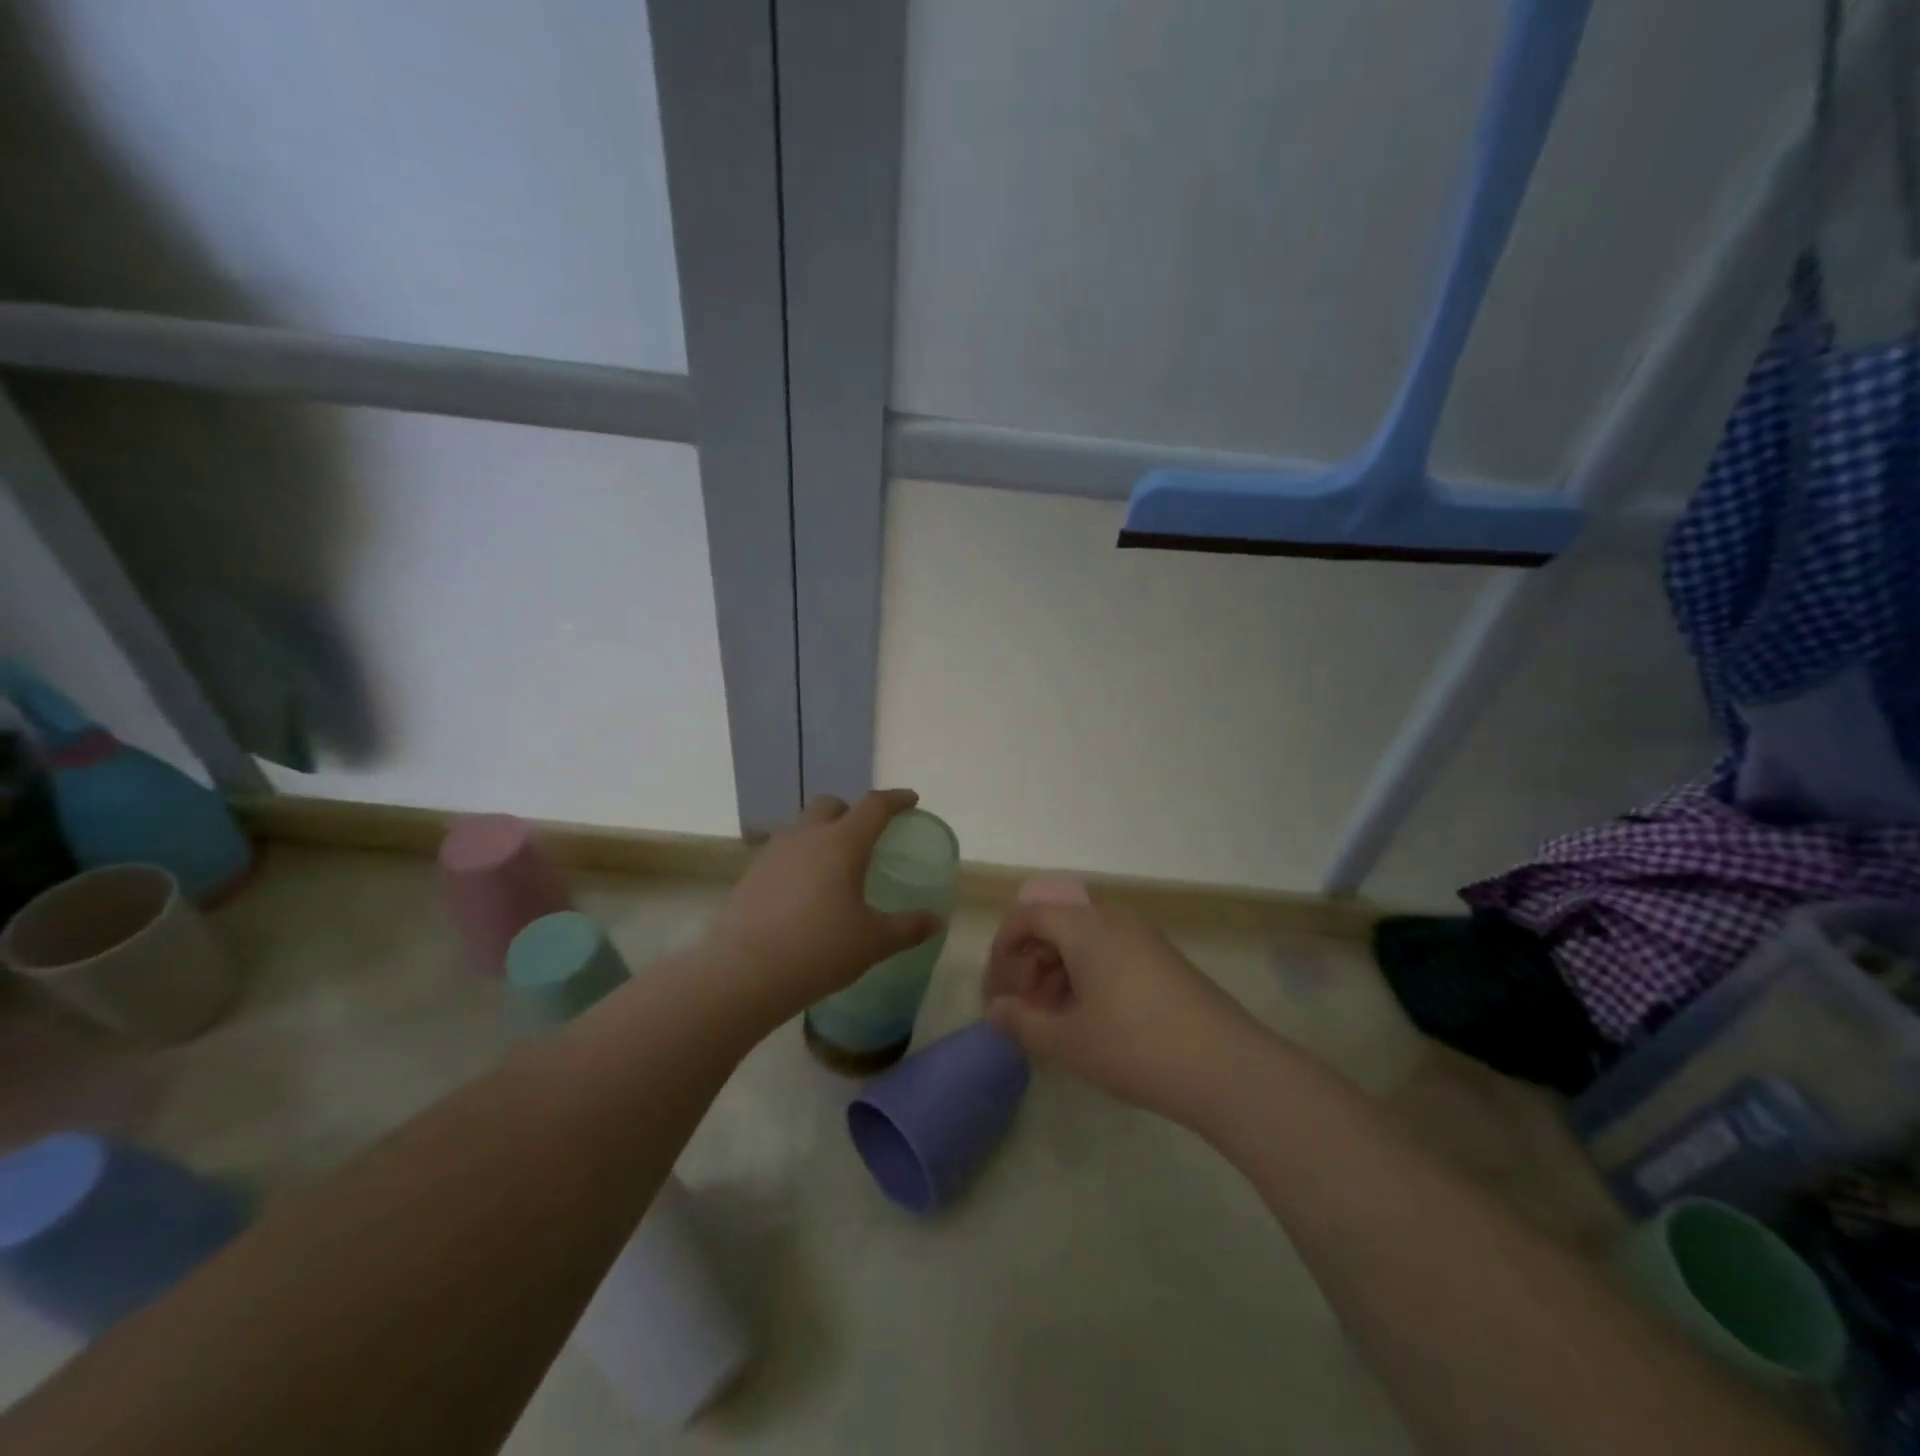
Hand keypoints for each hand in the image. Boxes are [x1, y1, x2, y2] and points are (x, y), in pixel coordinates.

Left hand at [702, 790, 942, 1025]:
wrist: (743, 973)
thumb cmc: (819, 950)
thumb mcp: (873, 942)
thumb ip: (908, 928)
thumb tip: (936, 921)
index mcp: (842, 843)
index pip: (874, 806)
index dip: (896, 800)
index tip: (910, 800)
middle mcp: (806, 837)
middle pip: (831, 805)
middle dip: (852, 811)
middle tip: (867, 836)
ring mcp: (773, 853)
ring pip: (802, 826)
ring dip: (822, 834)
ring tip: (834, 866)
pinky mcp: (751, 875)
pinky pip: (782, 852)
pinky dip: (800, 859)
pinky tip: (804, 892)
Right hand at [983, 901, 1257, 1123]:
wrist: (1226, 1067)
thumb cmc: (1135, 1047)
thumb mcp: (1068, 1041)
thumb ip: (1022, 1022)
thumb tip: (994, 1011)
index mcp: (1084, 926)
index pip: (1028, 914)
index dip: (1002, 949)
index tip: (996, 991)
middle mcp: (1112, 918)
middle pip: (1055, 924)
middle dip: (1029, 962)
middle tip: (1022, 1009)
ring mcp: (1142, 935)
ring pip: (1082, 939)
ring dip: (1056, 971)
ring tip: (1052, 1018)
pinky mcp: (1162, 957)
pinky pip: (1109, 950)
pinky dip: (1086, 974)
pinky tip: (1089, 1018)